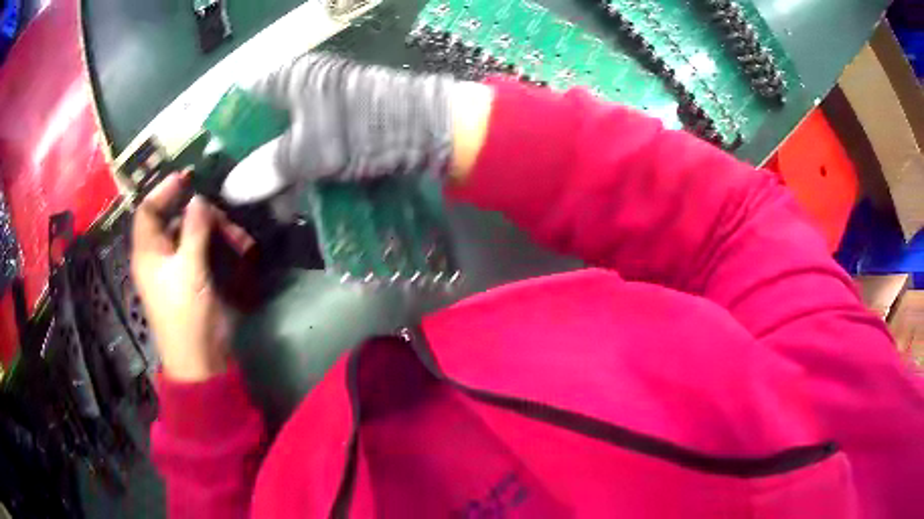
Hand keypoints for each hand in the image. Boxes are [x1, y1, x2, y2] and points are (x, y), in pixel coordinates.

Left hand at [131, 173, 248, 381]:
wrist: (200, 359)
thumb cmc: (186, 315)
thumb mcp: (189, 270)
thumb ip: (194, 230)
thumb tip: (199, 199)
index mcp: (148, 252)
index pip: (148, 210)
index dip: (164, 191)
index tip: (187, 177)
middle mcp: (159, 256)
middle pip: (174, 220)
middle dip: (199, 214)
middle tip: (222, 213)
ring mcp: (177, 268)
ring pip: (193, 236)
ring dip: (215, 231)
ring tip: (239, 238)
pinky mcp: (193, 280)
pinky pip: (204, 252)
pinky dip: (220, 247)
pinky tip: (240, 249)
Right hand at [222, 53, 492, 203]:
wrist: (431, 129)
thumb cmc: (365, 130)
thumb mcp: (310, 151)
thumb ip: (268, 168)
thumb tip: (231, 189)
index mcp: (292, 79)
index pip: (246, 97)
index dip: (231, 129)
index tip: (224, 163)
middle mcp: (306, 87)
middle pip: (266, 123)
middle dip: (258, 161)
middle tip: (254, 195)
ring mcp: (327, 106)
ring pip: (290, 139)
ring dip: (283, 174)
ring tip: (281, 207)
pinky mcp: (345, 125)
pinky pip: (313, 147)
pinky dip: (306, 171)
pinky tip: (303, 198)